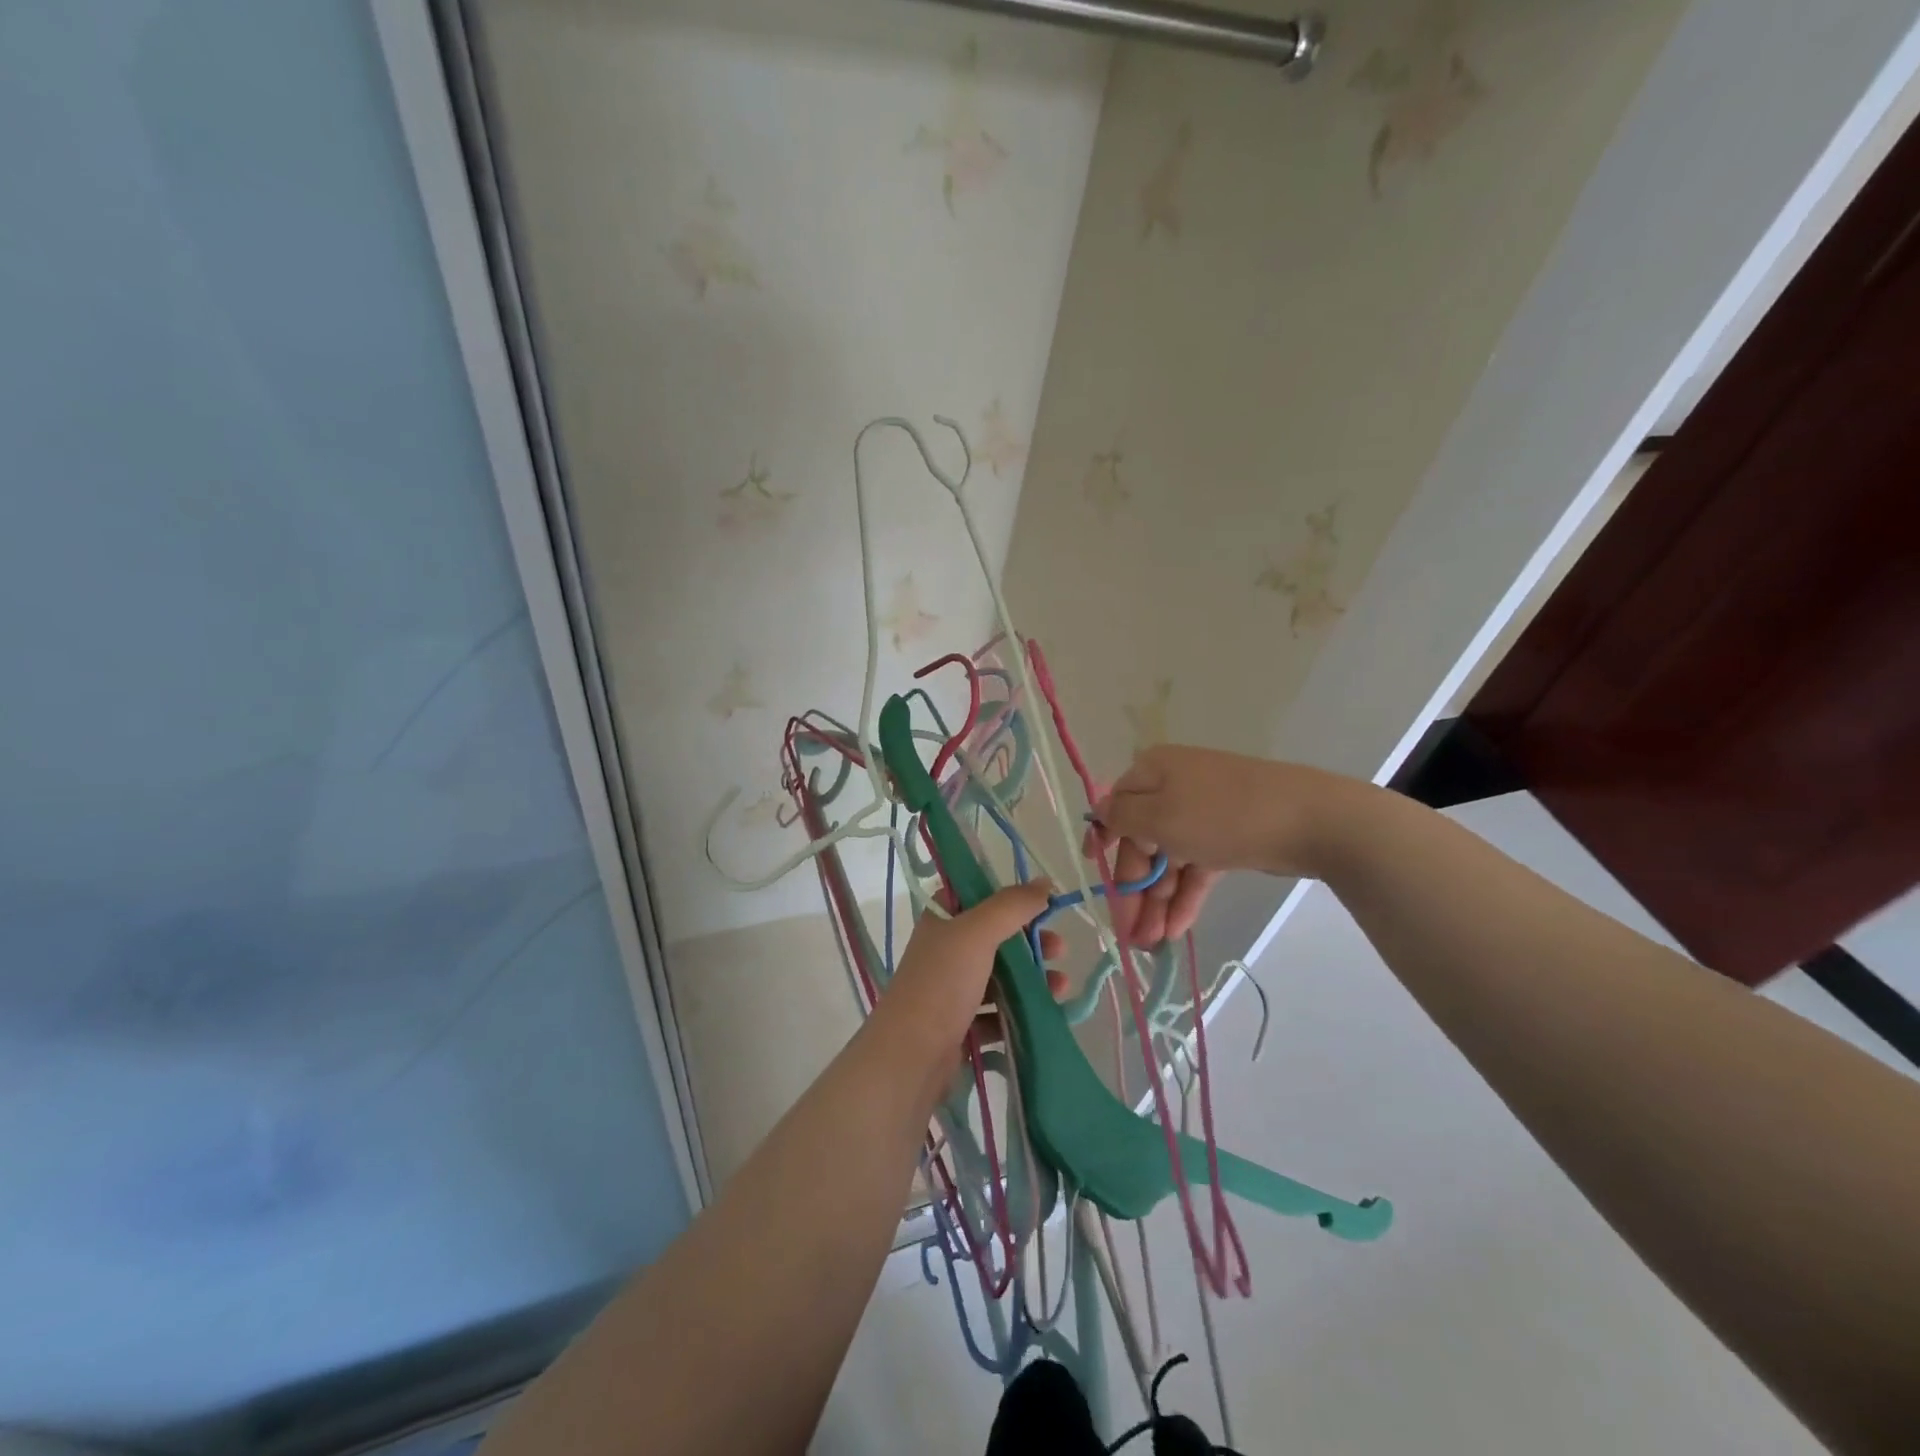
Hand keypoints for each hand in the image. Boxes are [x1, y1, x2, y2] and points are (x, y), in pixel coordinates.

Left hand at [878, 884, 1067, 1081]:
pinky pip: (998, 1011)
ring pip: (1000, 976)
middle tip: (1059, 950)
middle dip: (1031, 941)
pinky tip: (1045, 1014)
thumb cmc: (942, 983)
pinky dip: (1022, 1010)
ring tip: (1060, 987)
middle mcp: (945, 951)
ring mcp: (952, 990)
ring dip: (1033, 977)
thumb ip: (1012, 906)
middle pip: (995, 937)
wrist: (911, 1056)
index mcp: (941, 921)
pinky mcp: (962, 1025)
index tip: (1040, 904)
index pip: (975, 896)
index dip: (1007, 897)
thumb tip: (1045, 882)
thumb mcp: (977, 933)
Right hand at [1090, 745, 1362, 943]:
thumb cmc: (1221, 814)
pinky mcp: (1228, 837)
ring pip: (1169, 860)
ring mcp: (1203, 813)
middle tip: (1128, 933)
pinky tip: (1176, 930)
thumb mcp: (1159, 816)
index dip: (1103, 843)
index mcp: (1152, 772)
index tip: (1095, 877)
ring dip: (1158, 901)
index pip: (1115, 808)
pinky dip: (1185, 896)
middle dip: (1134, 888)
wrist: (1310, 819)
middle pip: (1142, 841)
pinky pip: (1196, 867)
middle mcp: (1173, 788)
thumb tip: (1099, 811)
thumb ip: (1121, 817)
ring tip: (1152, 943)